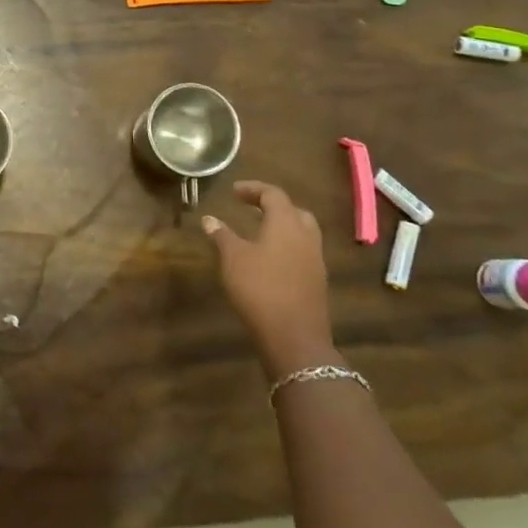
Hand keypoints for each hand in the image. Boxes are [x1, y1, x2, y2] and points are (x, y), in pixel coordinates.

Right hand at [203, 181, 335, 376]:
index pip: (273, 194)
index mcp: (286, 223)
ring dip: (282, 227)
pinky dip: (288, 247)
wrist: (294, 338)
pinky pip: (303, 253)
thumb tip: (209, 218)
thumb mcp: (233, 259)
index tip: (234, 191)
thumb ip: (222, 235)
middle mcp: (306, 237)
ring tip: (259, 233)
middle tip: (251, 209)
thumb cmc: (260, 289)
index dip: (253, 189)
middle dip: (273, 206)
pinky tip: (270, 260)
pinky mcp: (317, 282)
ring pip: (302, 233)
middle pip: (294, 211)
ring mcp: (316, 261)